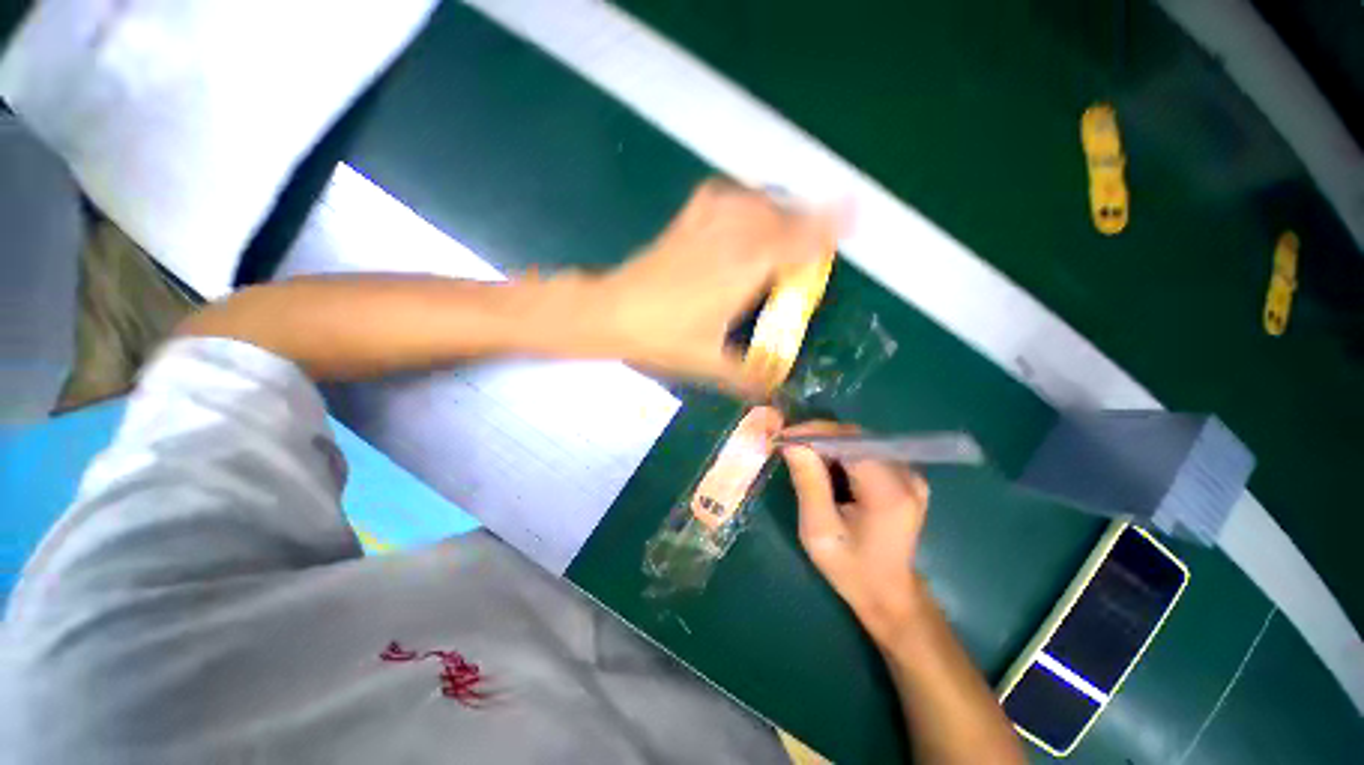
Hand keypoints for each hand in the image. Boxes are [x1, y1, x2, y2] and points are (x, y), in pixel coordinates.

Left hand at [582, 179, 837, 396]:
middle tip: (813, 244)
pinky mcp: (686, 219)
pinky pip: (727, 194)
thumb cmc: (662, 337)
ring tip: (785, 231)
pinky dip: (746, 199)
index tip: (851, 218)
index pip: (799, 238)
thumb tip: (776, 392)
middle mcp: (733, 236)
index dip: (828, 227)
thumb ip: (748, 377)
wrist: (610, 311)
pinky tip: (746, 213)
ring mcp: (707, 221)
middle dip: (807, 224)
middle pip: (784, 214)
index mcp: (745, 268)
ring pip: (759, 200)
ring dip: (780, 211)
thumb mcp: (709, 364)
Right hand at [781, 421, 930, 646]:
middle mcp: (907, 476)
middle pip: (856, 438)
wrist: (889, 594)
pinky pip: (867, 452)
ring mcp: (910, 475)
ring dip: (828, 444)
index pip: (849, 441)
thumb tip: (792, 443)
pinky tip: (825, 467)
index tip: (783, 437)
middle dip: (818, 437)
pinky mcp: (906, 478)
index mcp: (888, 492)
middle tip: (788, 446)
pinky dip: (841, 454)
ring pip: (860, 441)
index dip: (813, 433)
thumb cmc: (851, 569)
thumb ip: (808, 483)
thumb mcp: (819, 530)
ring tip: (801, 456)